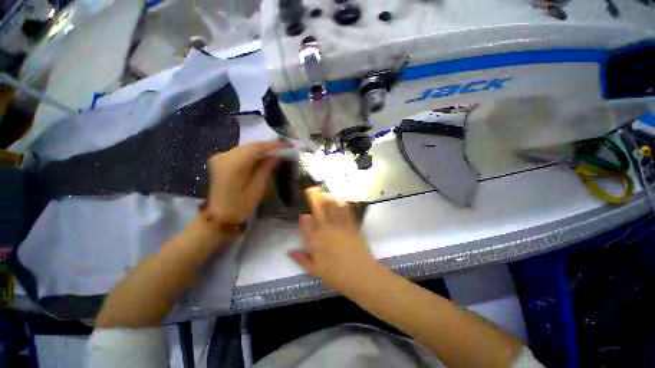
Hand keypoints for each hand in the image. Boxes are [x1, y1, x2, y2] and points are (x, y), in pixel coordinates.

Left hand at [207, 141, 287, 224]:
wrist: (218, 216)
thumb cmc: (240, 207)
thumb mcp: (257, 189)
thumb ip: (266, 169)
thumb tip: (277, 155)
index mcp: (233, 165)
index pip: (256, 148)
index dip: (273, 144)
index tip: (288, 144)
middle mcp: (224, 156)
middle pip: (250, 145)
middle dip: (268, 145)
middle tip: (284, 147)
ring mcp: (220, 157)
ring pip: (246, 147)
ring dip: (261, 148)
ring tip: (277, 151)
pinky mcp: (220, 160)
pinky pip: (240, 152)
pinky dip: (253, 152)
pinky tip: (263, 156)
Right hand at [289, 187, 377, 294]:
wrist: (361, 276)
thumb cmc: (337, 276)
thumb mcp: (315, 271)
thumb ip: (302, 259)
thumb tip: (289, 251)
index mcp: (315, 242)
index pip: (306, 223)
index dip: (304, 217)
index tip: (304, 215)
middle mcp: (326, 230)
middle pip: (318, 208)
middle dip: (314, 196)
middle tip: (311, 189)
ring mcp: (340, 226)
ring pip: (332, 205)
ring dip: (327, 196)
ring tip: (324, 192)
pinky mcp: (352, 225)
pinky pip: (346, 211)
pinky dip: (342, 204)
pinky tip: (340, 201)